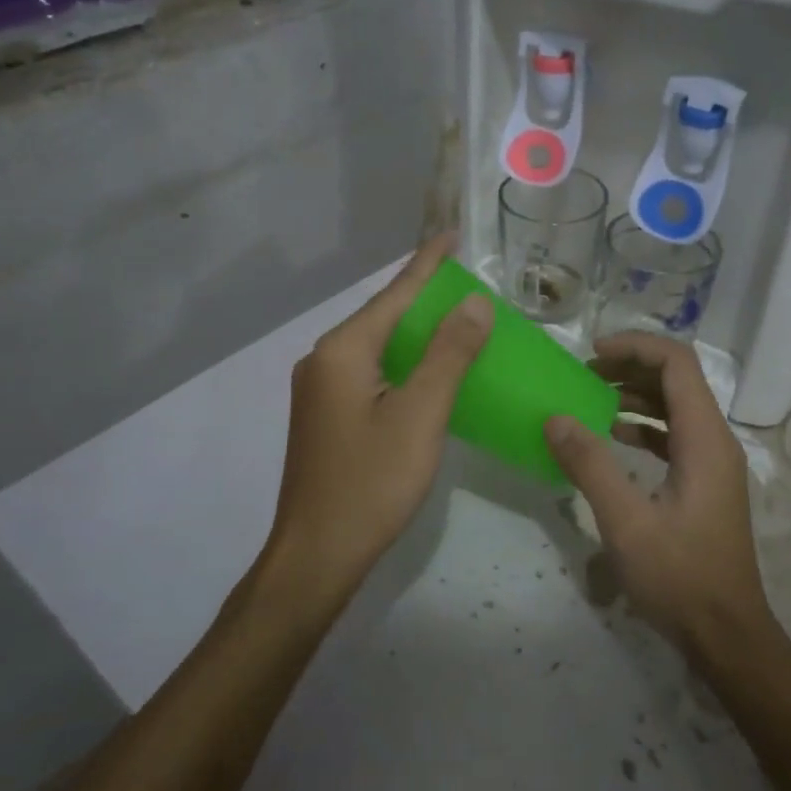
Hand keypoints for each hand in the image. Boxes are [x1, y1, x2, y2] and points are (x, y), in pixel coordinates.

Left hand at [264, 233, 492, 595]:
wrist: (316, 555)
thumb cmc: (371, 483)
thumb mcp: (420, 415)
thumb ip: (448, 354)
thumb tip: (474, 302)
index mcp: (343, 351)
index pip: (394, 294)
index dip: (427, 264)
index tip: (452, 235)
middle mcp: (324, 360)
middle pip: (383, 316)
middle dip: (425, 295)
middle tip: (467, 281)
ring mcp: (321, 390)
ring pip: (377, 345)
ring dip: (416, 330)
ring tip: (456, 317)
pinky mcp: (327, 416)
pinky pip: (371, 371)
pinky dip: (404, 361)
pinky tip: (428, 368)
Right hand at [543, 332, 775, 658]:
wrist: (727, 633)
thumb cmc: (680, 577)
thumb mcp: (626, 522)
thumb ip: (590, 465)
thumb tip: (555, 418)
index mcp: (704, 439)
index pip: (677, 364)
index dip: (636, 347)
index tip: (592, 353)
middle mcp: (715, 441)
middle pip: (677, 380)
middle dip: (630, 367)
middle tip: (583, 374)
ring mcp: (713, 463)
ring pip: (676, 407)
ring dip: (636, 395)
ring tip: (591, 398)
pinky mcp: (705, 483)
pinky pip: (675, 436)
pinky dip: (644, 426)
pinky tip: (613, 437)